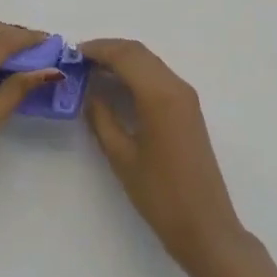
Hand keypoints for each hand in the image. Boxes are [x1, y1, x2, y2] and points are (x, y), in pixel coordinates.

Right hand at [83, 38, 251, 276]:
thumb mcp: (122, 156)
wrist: (205, 226)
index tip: (71, 54)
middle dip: (108, 50)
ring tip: (91, 71)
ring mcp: (186, 96)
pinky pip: (158, 76)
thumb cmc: (160, 194)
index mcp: (159, 94)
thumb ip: (102, 118)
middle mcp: (176, 86)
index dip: (97, 49)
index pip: (125, 55)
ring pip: (149, 62)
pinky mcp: (188, 108)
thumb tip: (88, 92)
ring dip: (122, 60)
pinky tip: (117, 86)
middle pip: (138, 53)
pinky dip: (135, 72)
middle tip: (78, 61)